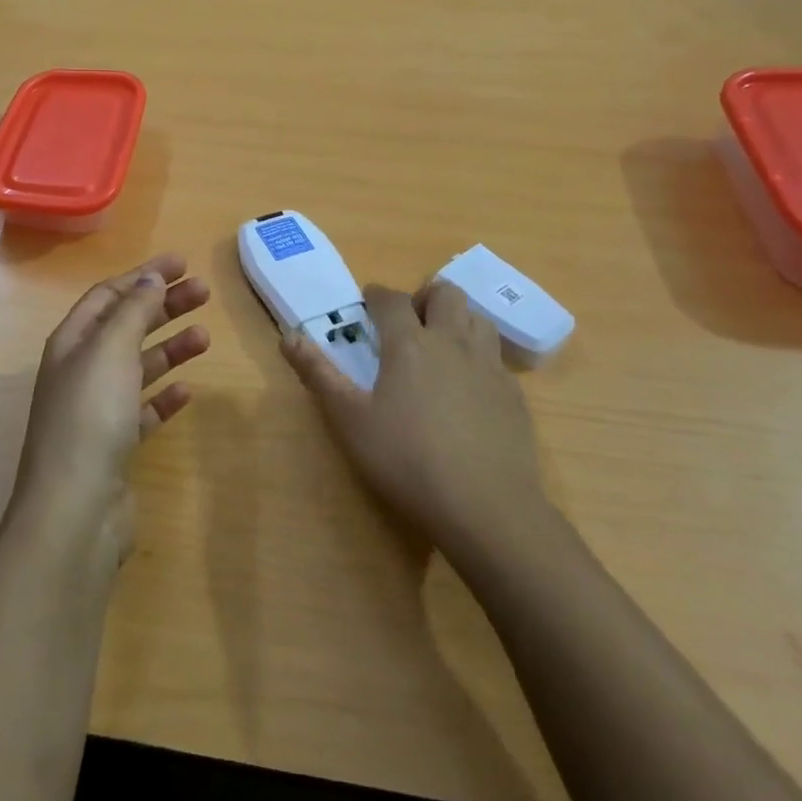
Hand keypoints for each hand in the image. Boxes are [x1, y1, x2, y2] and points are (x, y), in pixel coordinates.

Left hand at [12, 254, 210, 558]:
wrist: (76, 509)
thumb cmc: (91, 416)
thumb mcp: (110, 350)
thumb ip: (132, 310)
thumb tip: (149, 277)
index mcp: (71, 343)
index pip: (108, 296)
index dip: (143, 276)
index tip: (182, 264)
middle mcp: (80, 371)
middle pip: (126, 327)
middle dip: (163, 306)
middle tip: (204, 293)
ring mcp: (96, 411)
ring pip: (138, 367)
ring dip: (170, 348)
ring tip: (205, 338)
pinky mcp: (115, 445)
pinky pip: (143, 410)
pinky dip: (164, 396)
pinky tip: (187, 392)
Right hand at [282, 281, 553, 564]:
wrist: (486, 507)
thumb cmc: (406, 460)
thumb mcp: (349, 420)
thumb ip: (319, 374)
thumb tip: (288, 336)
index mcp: (409, 344)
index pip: (391, 299)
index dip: (376, 295)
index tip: (367, 302)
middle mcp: (452, 343)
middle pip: (445, 293)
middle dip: (423, 296)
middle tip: (408, 322)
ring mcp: (489, 367)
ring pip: (477, 318)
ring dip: (456, 319)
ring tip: (440, 345)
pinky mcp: (513, 394)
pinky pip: (496, 356)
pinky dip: (478, 355)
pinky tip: (467, 387)